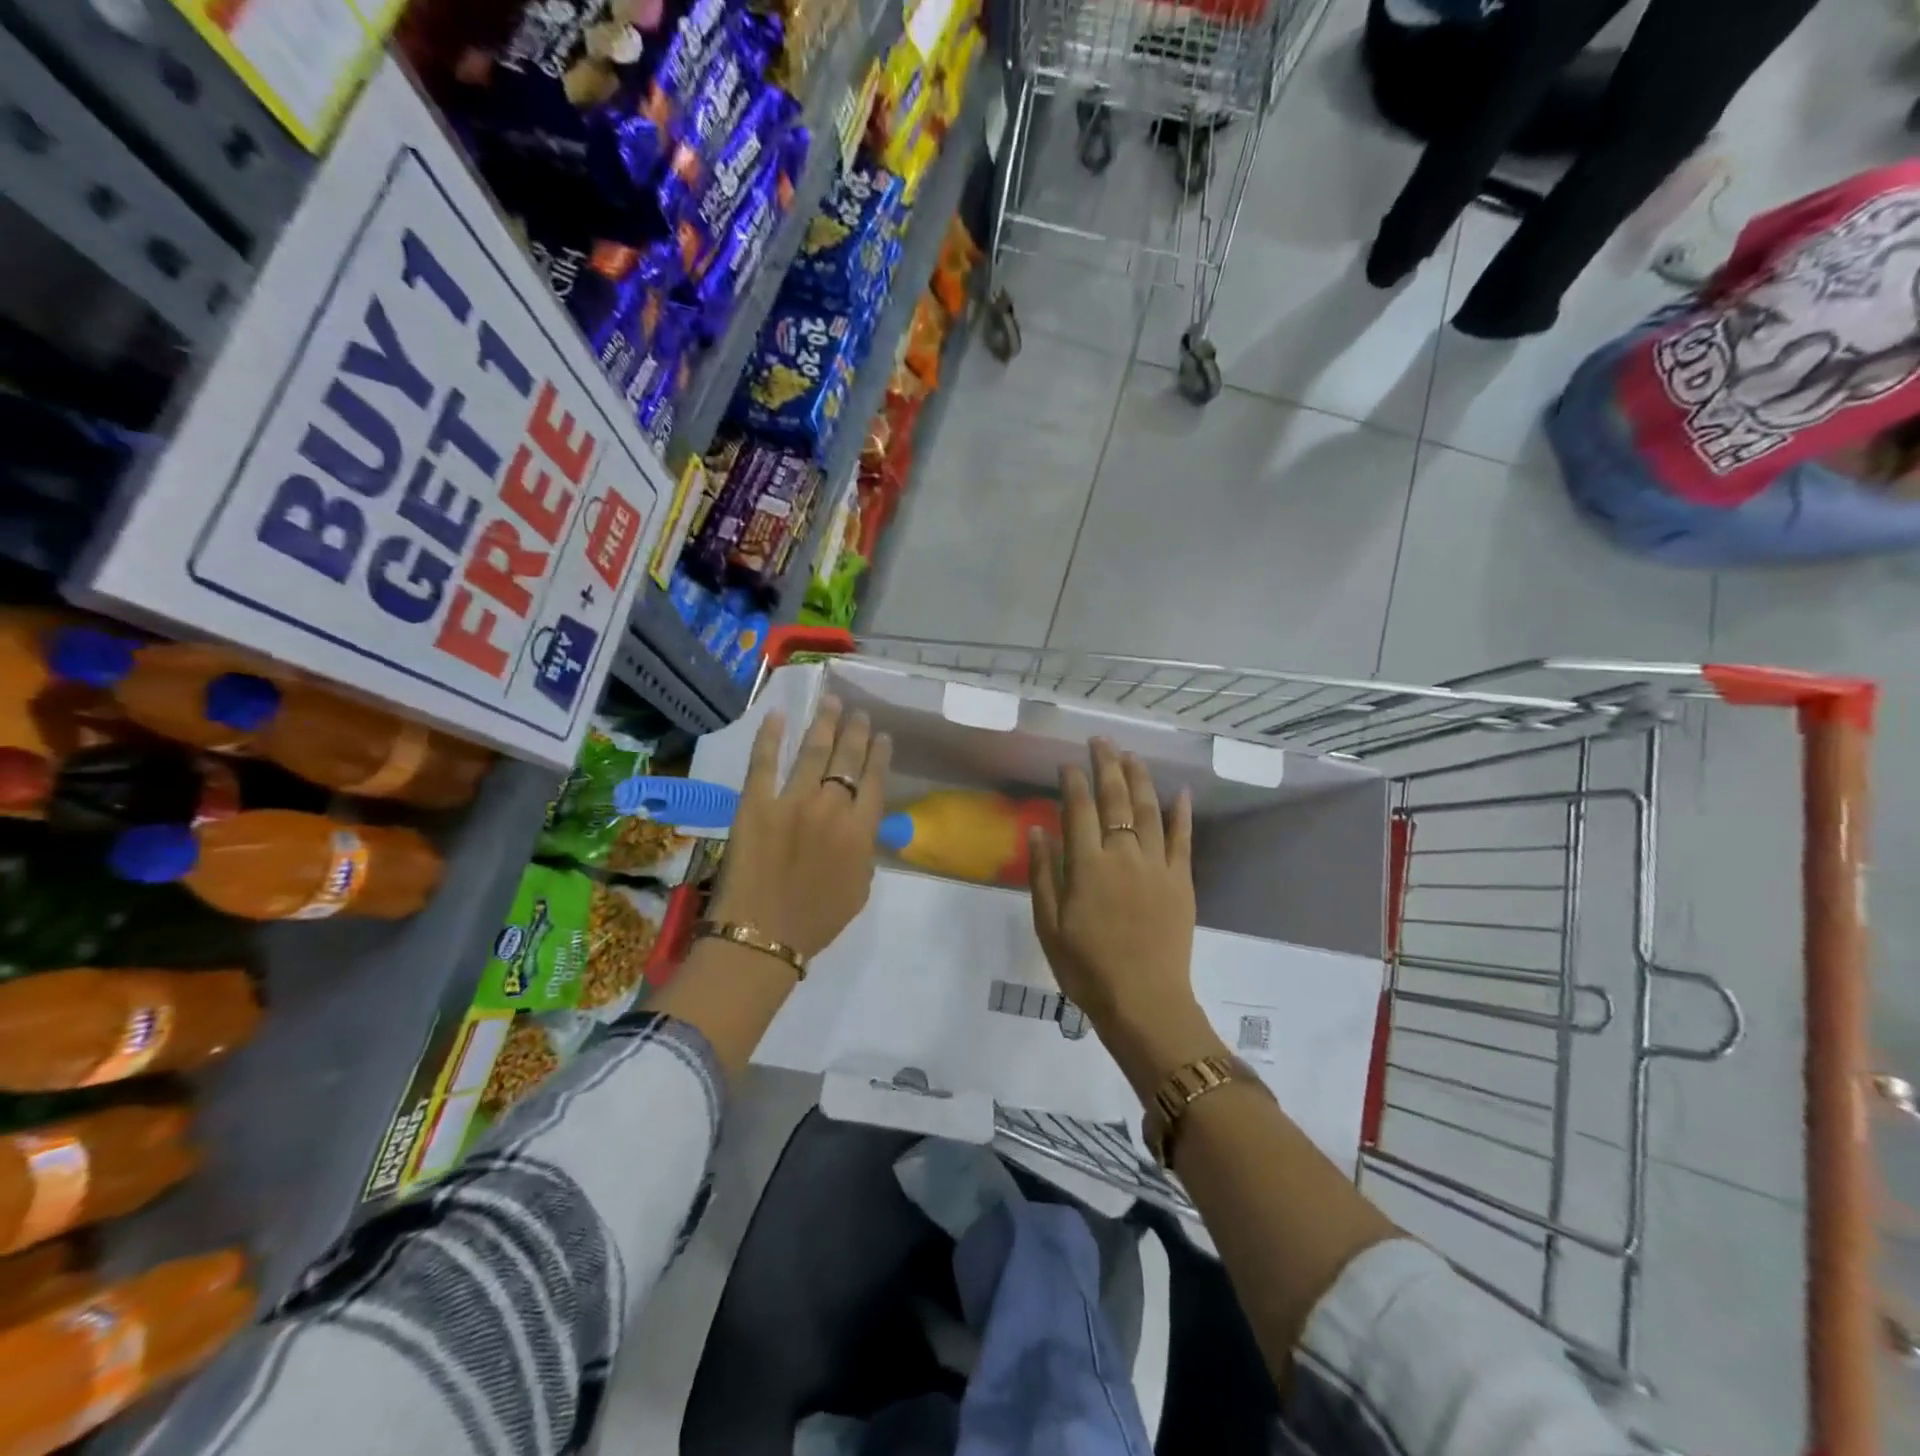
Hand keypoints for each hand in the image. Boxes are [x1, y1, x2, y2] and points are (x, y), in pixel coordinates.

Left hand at [709, 697, 891, 957]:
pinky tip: (776, 716)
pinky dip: (769, 737)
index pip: (875, 781)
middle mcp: (831, 808)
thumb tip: (861, 827)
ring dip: (823, 723)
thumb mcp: (860, 889)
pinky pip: (764, 763)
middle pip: (847, 759)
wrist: (763, 936)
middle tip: (858, 711)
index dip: (879, 755)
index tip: (883, 736)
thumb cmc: (816, 921)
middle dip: (855, 731)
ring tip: (830, 701)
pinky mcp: (755, 804)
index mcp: (860, 831)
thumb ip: (865, 852)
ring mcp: (791, 802)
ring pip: (812, 752)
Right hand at [1028, 739, 1224, 1097]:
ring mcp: (1157, 866)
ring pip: (1149, 810)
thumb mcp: (1048, 925)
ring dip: (1139, 779)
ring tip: (1131, 756)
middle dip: (1107, 766)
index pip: (1078, 809)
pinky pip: (1183, 840)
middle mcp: (1123, 856)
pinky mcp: (1182, 882)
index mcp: (1088, 866)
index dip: (1073, 781)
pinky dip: (1182, 814)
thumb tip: (1038, 828)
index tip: (1067, 763)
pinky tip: (1180, 792)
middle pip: (1115, 800)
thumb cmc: (1086, 968)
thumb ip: (1044, 874)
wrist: (1143, 1002)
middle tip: (1100, 741)